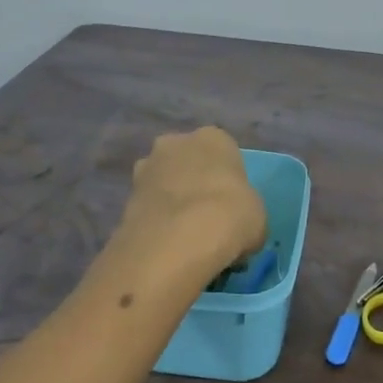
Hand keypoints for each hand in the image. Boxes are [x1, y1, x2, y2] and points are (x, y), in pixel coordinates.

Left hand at [120, 127, 266, 270]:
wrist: (178, 241)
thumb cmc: (231, 216)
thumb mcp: (257, 217)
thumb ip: (245, 212)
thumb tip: (236, 227)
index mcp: (213, 138)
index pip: (224, 152)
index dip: (228, 180)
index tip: (231, 205)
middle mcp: (175, 143)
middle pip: (187, 161)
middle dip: (193, 183)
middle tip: (206, 217)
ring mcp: (146, 168)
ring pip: (164, 182)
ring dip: (170, 201)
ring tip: (184, 236)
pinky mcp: (125, 197)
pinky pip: (148, 207)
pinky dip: (155, 221)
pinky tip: (167, 245)